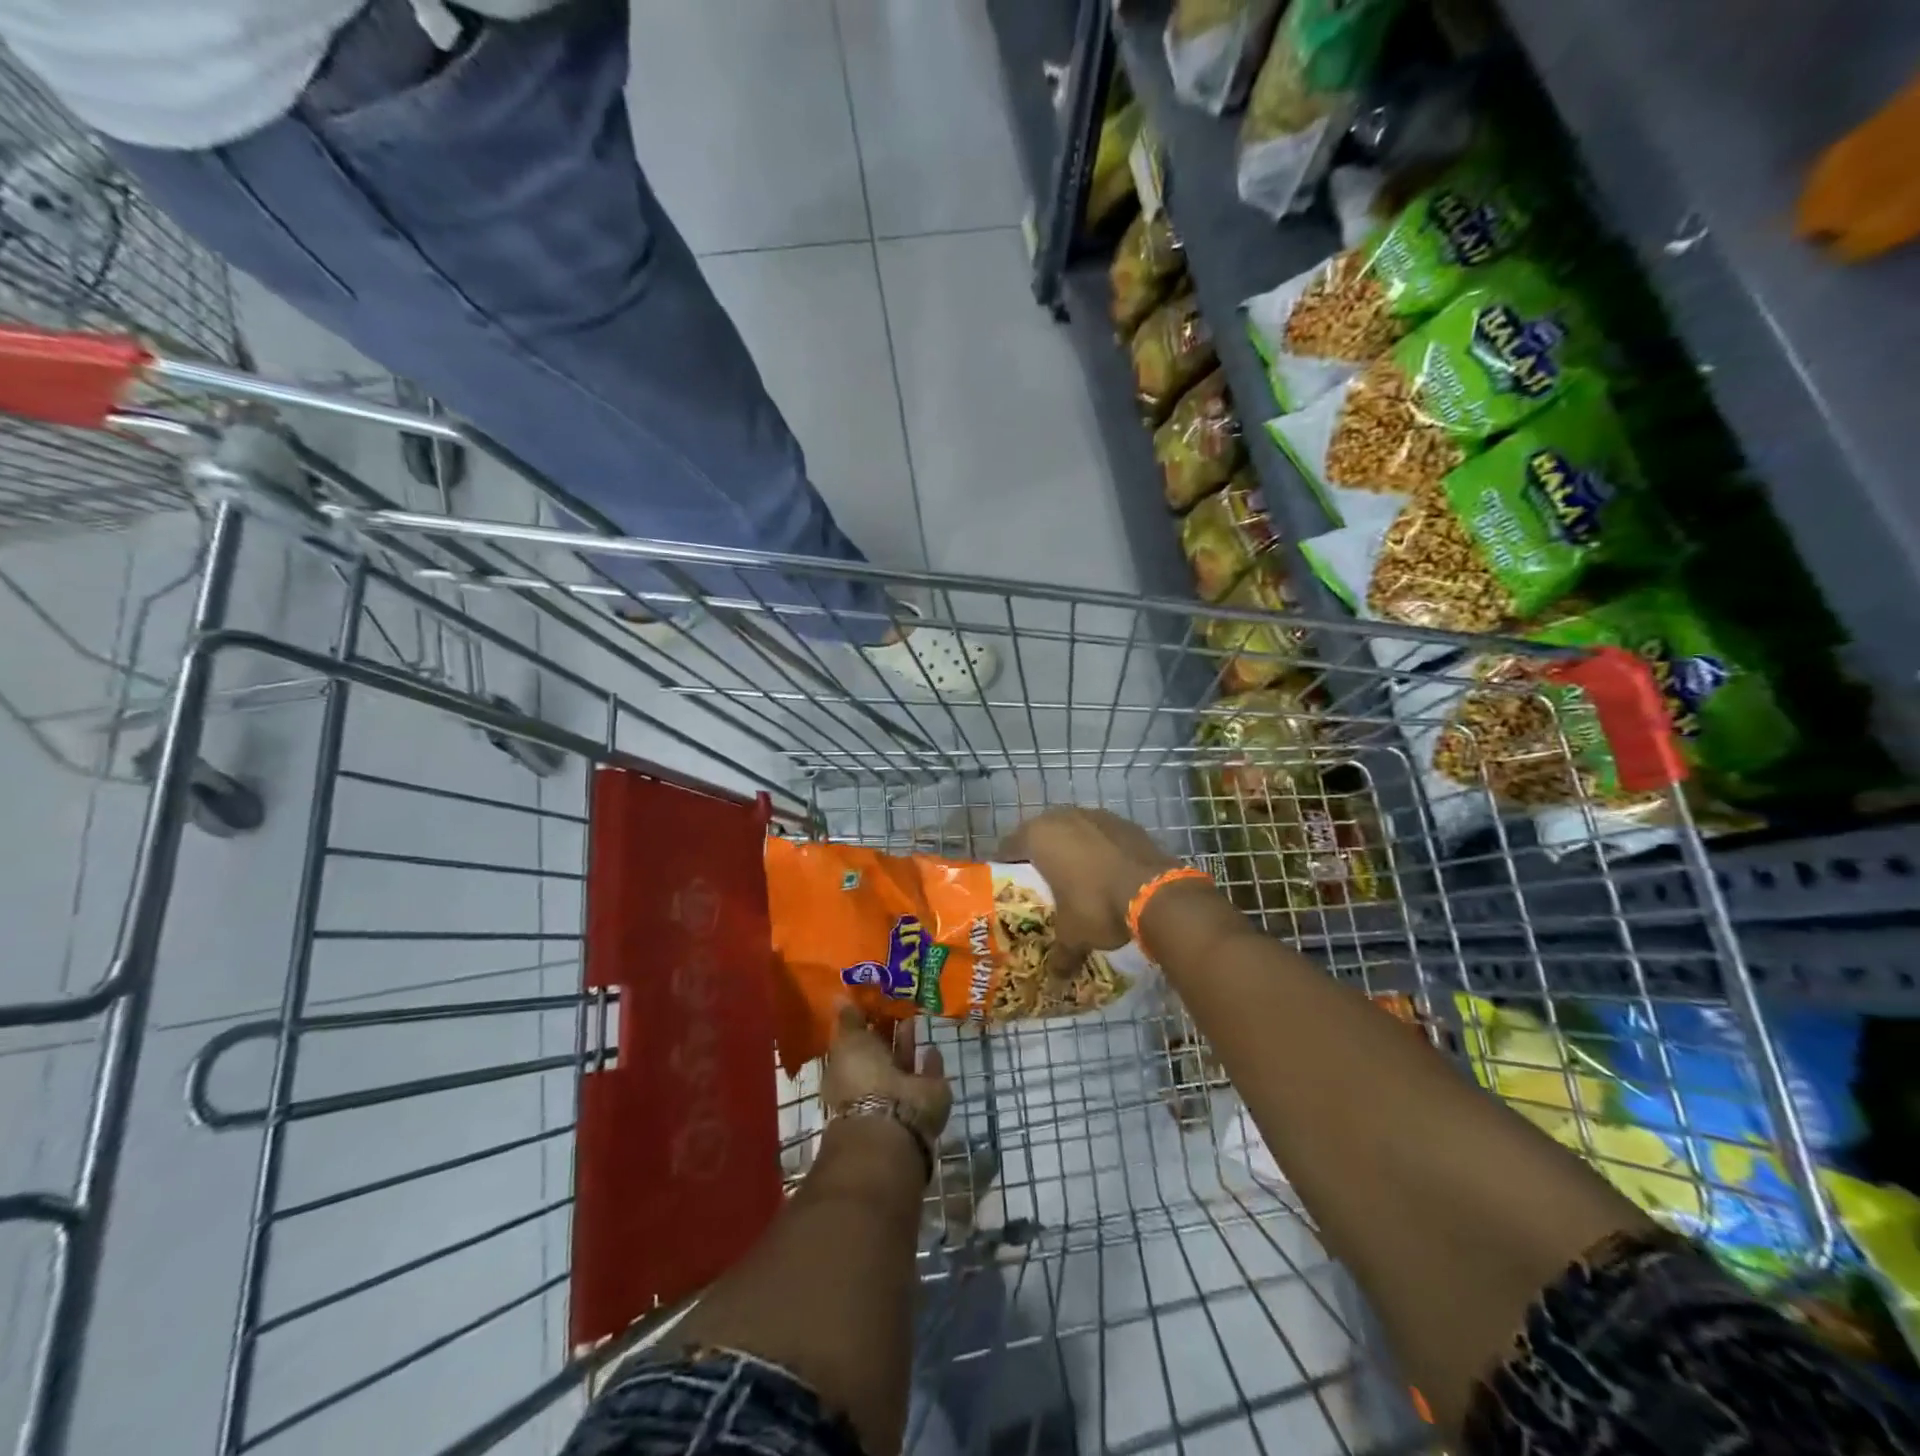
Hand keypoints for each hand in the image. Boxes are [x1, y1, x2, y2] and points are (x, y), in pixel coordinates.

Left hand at [821, 1006, 951, 1142]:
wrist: (894, 1117)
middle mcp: (872, 1084)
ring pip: (903, 1062)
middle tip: (895, 1003)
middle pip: (880, 1053)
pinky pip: (928, 1074)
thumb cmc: (862, 1076)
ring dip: (907, 1042)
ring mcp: (900, 1092)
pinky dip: (931, 1062)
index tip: (871, 1000)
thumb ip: (848, 1019)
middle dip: (886, 1031)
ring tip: (912, 1016)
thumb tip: (839, 996)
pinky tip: (932, 1046)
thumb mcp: (848, 1040)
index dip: (861, 1024)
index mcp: (847, 1073)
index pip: (854, 1044)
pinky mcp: (927, 1096)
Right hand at [999, 807, 1181, 970]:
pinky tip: (1106, 871)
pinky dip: (1100, 849)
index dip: (1006, 865)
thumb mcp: (1073, 935)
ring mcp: (1096, 815)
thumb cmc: (1097, 906)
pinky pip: (1102, 834)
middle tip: (1041, 881)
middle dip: (1040, 854)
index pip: (1009, 847)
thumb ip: (1060, 955)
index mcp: (1039, 837)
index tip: (1008, 883)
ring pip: (1074, 830)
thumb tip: (1055, 979)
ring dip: (1071, 848)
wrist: (1155, 892)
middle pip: (1041, 833)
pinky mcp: (1125, 822)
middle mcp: (1063, 817)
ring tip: (1075, 876)